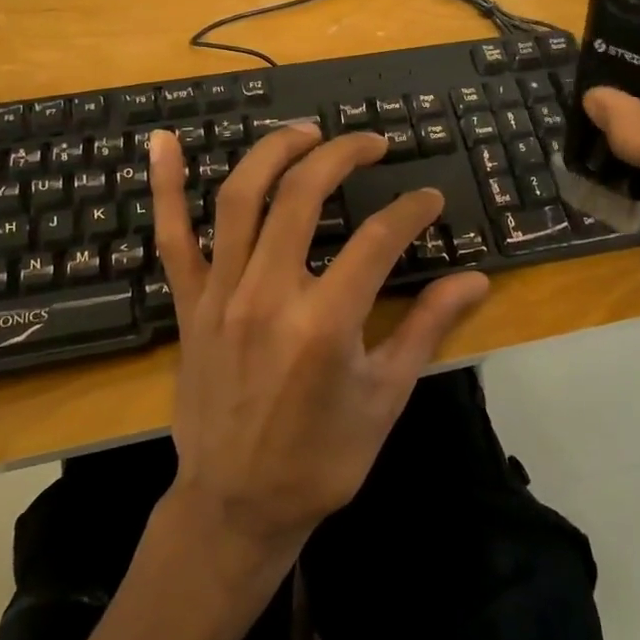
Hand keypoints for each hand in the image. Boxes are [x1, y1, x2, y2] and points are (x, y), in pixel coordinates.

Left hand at [147, 126, 487, 565]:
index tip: (427, 198)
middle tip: (371, 142)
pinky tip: (164, 141)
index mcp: (325, 323)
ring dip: (273, 151)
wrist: (236, 506)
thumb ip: (428, 328)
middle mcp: (269, 295)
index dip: (410, 209)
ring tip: (306, 132)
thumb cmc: (321, 458)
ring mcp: (221, 295)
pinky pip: (172, 237)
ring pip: (239, 198)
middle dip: (343, 154)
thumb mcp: (386, 397)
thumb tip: (476, 280)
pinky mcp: (189, 305)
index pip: (378, 238)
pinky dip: (165, 186)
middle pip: (303, 195)